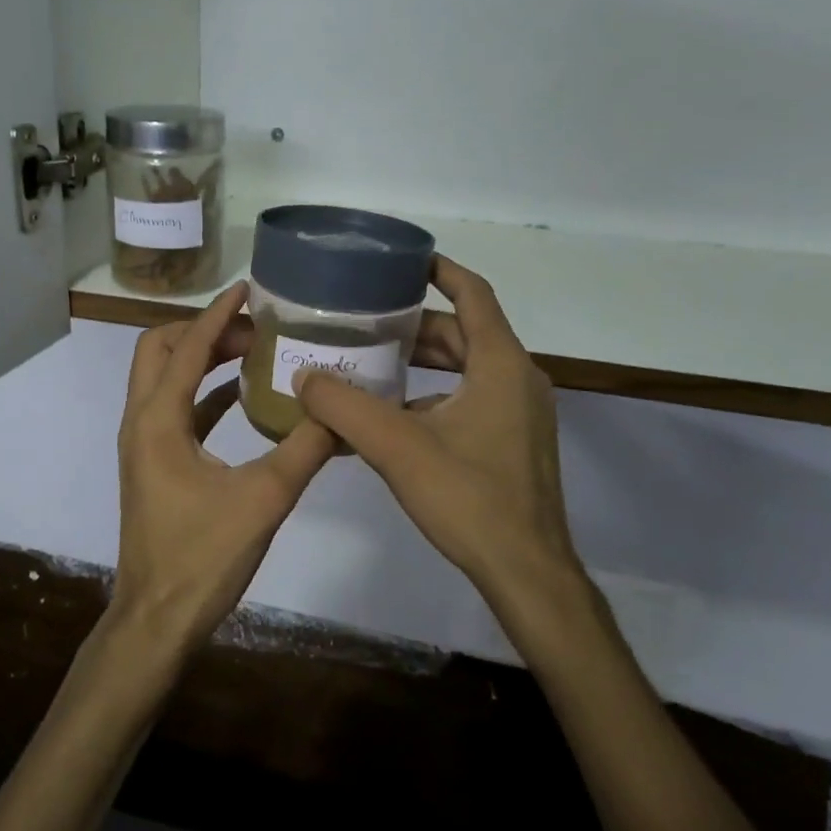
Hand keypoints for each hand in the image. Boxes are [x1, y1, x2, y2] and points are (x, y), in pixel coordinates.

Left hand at [114, 282, 335, 649]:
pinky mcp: (154, 464)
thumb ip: (306, 448)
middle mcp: (141, 421)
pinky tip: (245, 399)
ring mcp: (144, 444)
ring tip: (253, 352)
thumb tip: (343, 409)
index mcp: (158, 420)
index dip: (218, 314)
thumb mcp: (265, 499)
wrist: (156, 619)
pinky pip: (176, 410)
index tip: (250, 288)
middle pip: (158, 350)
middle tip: (253, 329)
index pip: (187, 347)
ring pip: (164, 379)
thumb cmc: (203, 557)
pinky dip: (205, 393)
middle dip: (202, 330)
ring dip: (202, 359)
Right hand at [293, 257, 581, 603]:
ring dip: (421, 363)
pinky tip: (391, 417)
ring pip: (465, 369)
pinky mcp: (513, 442)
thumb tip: (304, 378)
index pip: (473, 294)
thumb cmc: (469, 497)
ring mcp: (519, 413)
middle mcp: (517, 378)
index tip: (404, 260)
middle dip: (415, 325)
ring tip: (369, 362)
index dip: (440, 270)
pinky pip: (469, 400)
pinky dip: (432, 397)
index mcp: (500, 364)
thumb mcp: (397, 447)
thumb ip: (345, 407)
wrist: (525, 571)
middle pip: (463, 333)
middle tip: (366, 318)